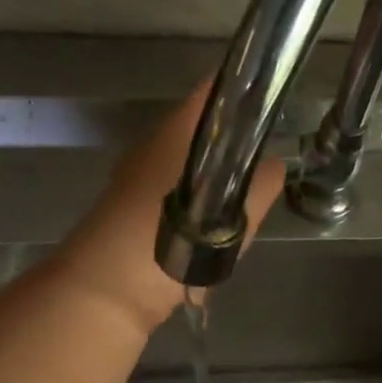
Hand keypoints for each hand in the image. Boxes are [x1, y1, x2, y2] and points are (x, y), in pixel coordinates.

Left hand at [51, 79, 284, 334]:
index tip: (274, 104)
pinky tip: (210, 236)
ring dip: (215, 183)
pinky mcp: (130, 209)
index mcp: (174, 132)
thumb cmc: (170, 241)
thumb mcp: (231, 216)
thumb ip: (260, 186)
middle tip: (264, 171)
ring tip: (241, 211)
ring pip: (189, 167)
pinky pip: (175, 196)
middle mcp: (151, 145)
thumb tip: (274, 166)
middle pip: (203, 132)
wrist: (107, 291)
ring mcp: (136, 176)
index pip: (214, 91)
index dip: (245, 91)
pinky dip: (196, 207)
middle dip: (234, 147)